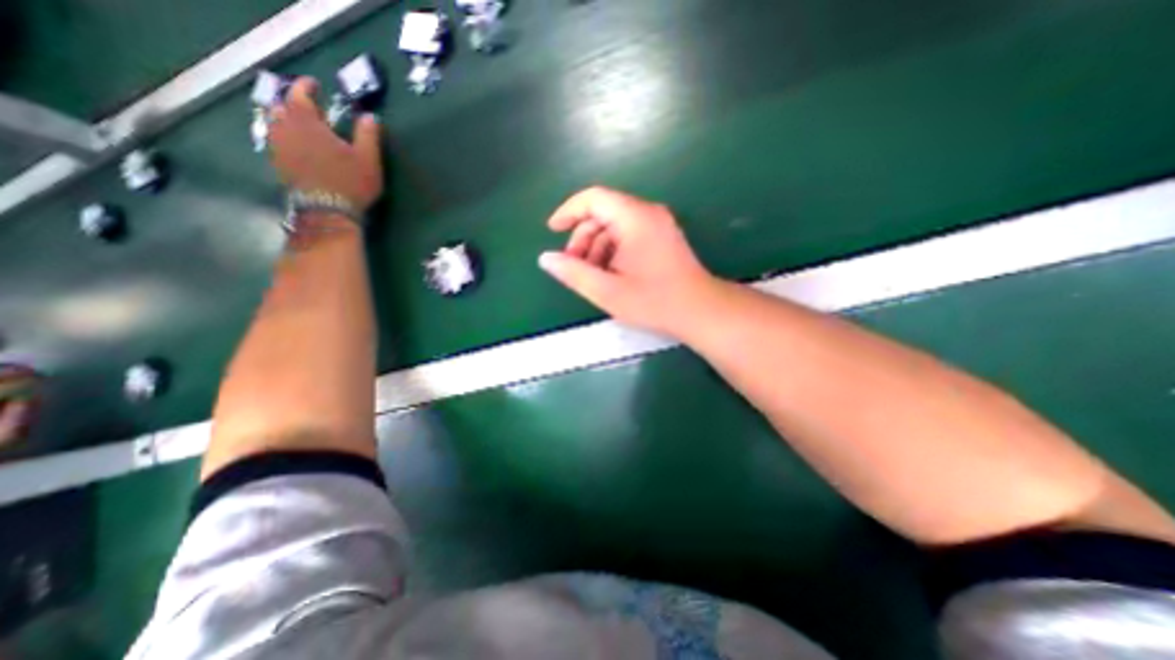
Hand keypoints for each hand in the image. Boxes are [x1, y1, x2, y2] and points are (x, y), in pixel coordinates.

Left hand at [268, 74, 383, 209]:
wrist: (327, 211)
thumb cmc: (350, 182)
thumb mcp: (368, 159)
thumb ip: (368, 135)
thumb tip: (369, 116)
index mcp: (306, 121)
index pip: (300, 93)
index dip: (307, 86)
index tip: (315, 84)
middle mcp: (285, 128)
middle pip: (280, 105)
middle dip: (292, 102)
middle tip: (307, 106)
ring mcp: (278, 146)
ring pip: (274, 123)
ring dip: (285, 119)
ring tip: (298, 124)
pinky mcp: (278, 164)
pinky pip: (275, 141)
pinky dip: (283, 137)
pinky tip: (295, 145)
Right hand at [538, 188, 716, 337]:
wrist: (700, 311)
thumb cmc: (654, 301)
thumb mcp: (607, 291)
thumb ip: (573, 273)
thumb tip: (545, 259)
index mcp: (634, 218)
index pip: (593, 198)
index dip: (568, 211)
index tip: (552, 230)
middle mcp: (647, 213)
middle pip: (604, 212)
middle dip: (583, 237)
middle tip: (574, 266)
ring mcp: (658, 224)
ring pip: (616, 225)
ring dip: (597, 246)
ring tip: (591, 275)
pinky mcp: (663, 237)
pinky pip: (629, 234)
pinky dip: (613, 250)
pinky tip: (610, 273)